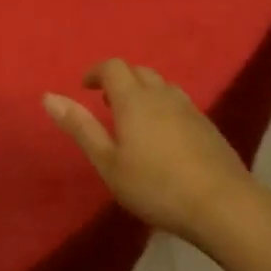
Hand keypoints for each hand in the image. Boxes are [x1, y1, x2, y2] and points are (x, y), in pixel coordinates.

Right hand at [43, 60, 253, 238]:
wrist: (222, 204)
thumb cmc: (155, 186)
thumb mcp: (108, 162)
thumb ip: (80, 127)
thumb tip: (48, 96)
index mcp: (134, 99)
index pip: (113, 67)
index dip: (97, 72)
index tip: (85, 88)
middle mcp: (163, 95)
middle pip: (139, 71)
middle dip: (120, 80)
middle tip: (106, 105)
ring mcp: (190, 108)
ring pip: (162, 86)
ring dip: (143, 93)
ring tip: (133, 121)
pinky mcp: (208, 125)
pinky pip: (179, 103)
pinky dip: (163, 108)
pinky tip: (163, 138)